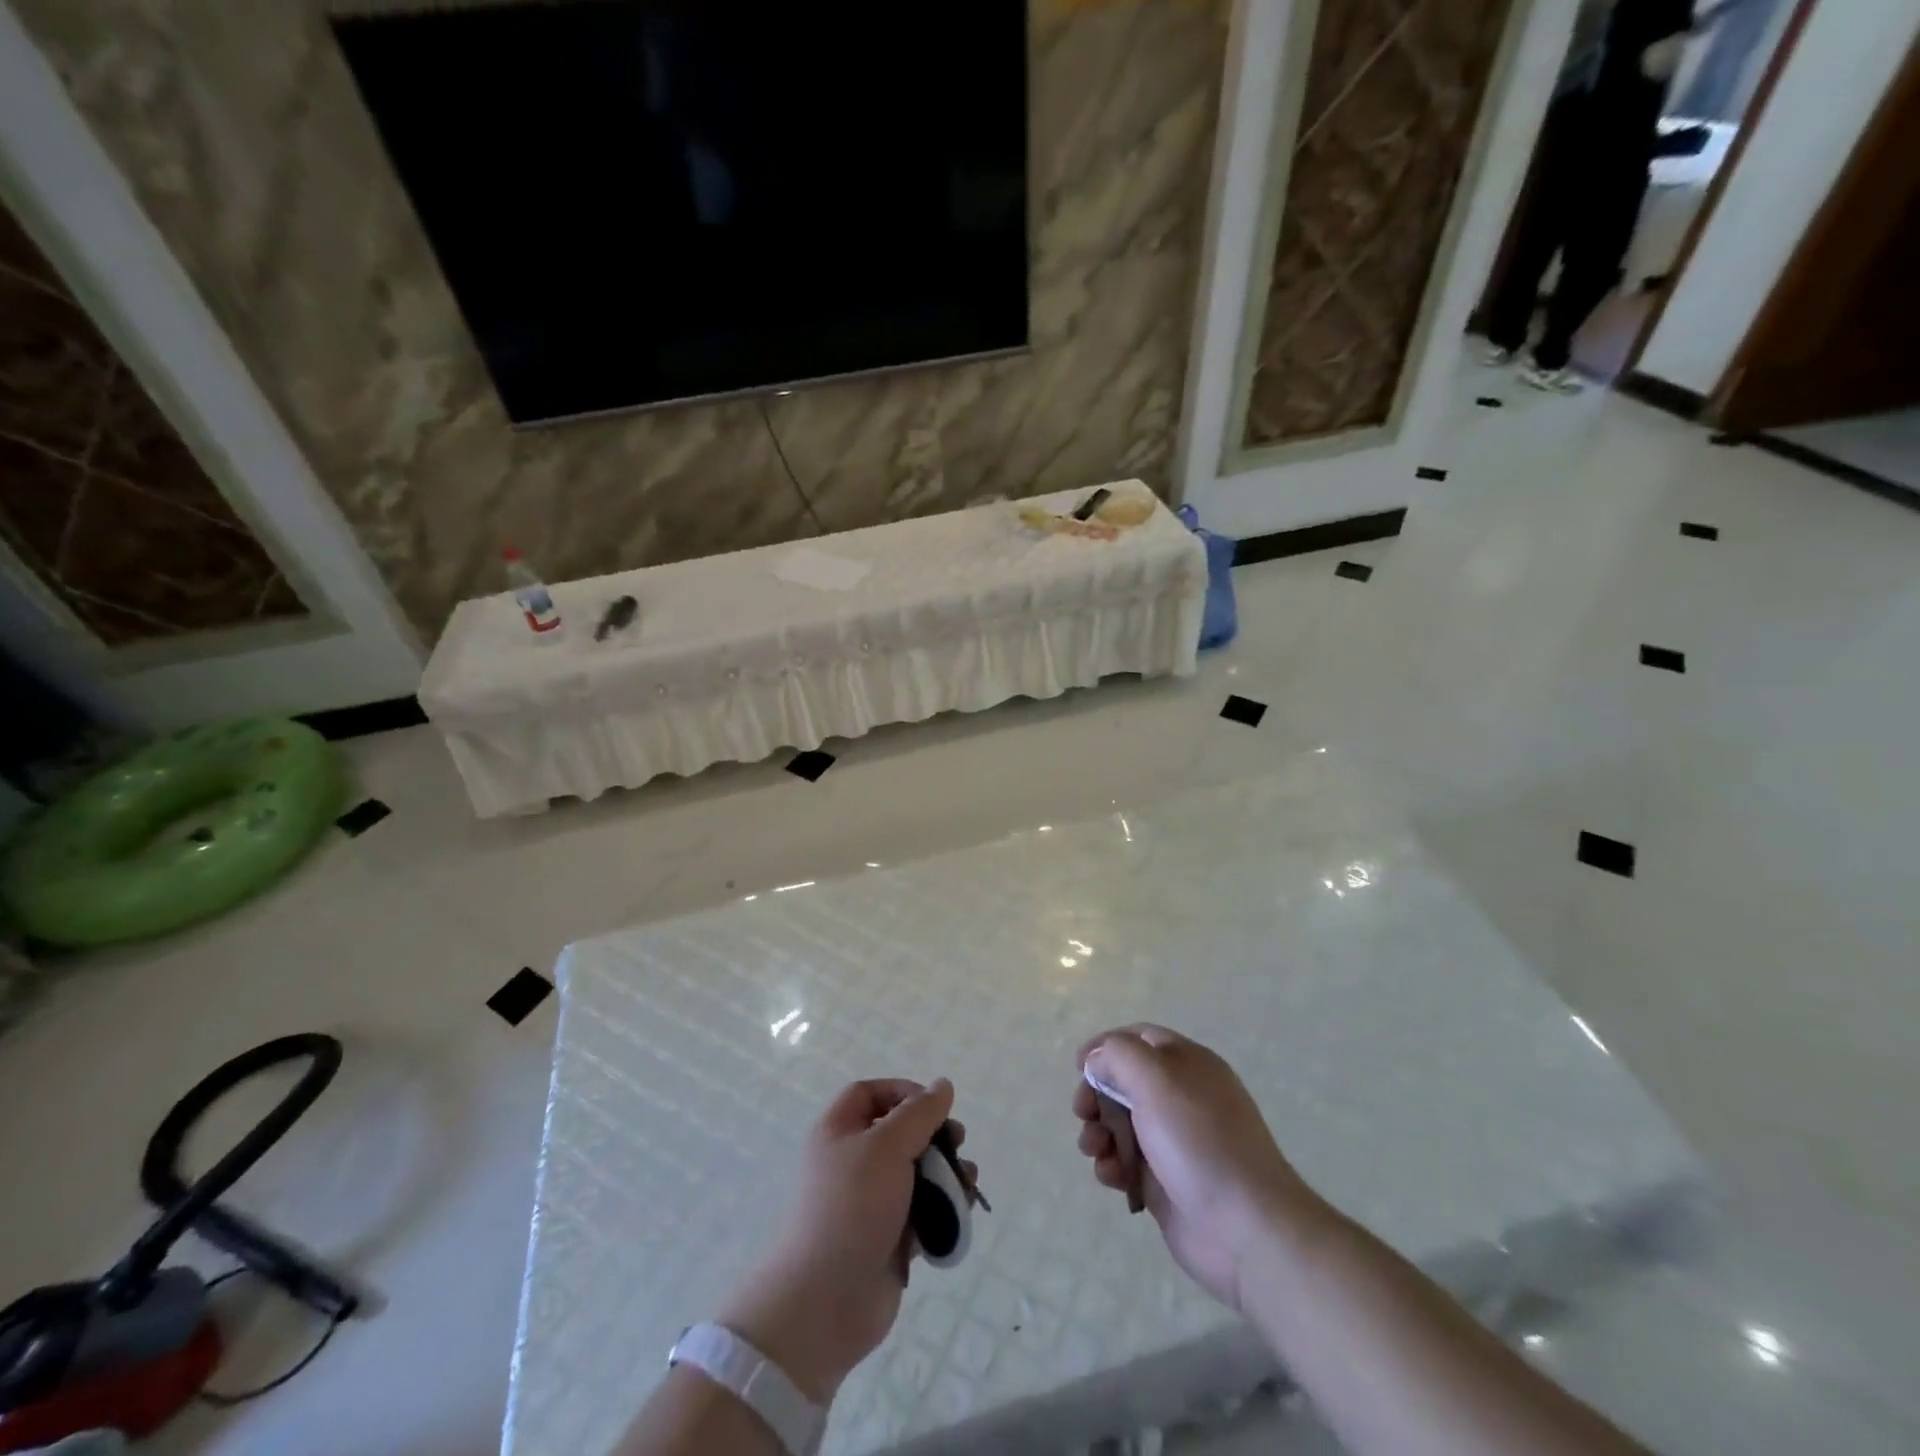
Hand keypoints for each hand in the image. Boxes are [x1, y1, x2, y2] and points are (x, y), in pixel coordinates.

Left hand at [720, 1078, 971, 1401]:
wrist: (825, 1301)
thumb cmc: (852, 1207)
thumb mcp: (887, 1146)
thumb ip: (919, 1113)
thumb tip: (942, 1086)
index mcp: (837, 1132)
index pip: (869, 1094)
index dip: (902, 1092)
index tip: (932, 1106)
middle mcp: (851, 1162)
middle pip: (898, 1133)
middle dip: (933, 1134)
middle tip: (957, 1141)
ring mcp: (869, 1203)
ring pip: (914, 1174)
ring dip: (945, 1171)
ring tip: (968, 1179)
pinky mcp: (886, 1239)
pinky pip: (920, 1212)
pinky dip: (942, 1208)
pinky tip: (961, 1209)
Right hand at [1074, 1026, 1320, 1311]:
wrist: (1246, 1229)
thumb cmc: (1198, 1141)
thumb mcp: (1155, 1078)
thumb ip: (1118, 1055)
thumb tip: (1096, 1059)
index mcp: (1187, 1064)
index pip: (1139, 1038)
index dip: (1105, 1047)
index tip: (1078, 1067)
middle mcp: (1180, 1097)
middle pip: (1123, 1082)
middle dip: (1096, 1094)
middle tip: (1082, 1112)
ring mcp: (1173, 1141)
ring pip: (1120, 1124)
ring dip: (1098, 1132)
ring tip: (1093, 1150)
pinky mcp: (1165, 1182)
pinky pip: (1127, 1163)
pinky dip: (1112, 1166)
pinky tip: (1112, 1178)